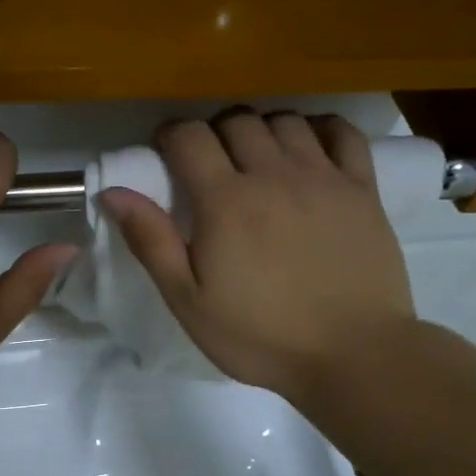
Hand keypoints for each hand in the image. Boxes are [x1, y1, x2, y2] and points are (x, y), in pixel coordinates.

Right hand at [99, 112, 416, 402]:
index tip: (164, 152)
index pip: (189, 137)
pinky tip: (309, 146)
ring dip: (262, 129)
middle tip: (209, 163)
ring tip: (257, 159)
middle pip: (237, 121)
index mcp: (226, 201)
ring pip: (285, 120)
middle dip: (213, 132)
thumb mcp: (190, 301)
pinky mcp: (363, 189)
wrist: (353, 355)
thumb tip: (113, 193)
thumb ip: (151, 242)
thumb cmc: (261, 335)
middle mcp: (274, 175)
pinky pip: (342, 133)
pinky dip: (320, 128)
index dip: (170, 135)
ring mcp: (324, 177)